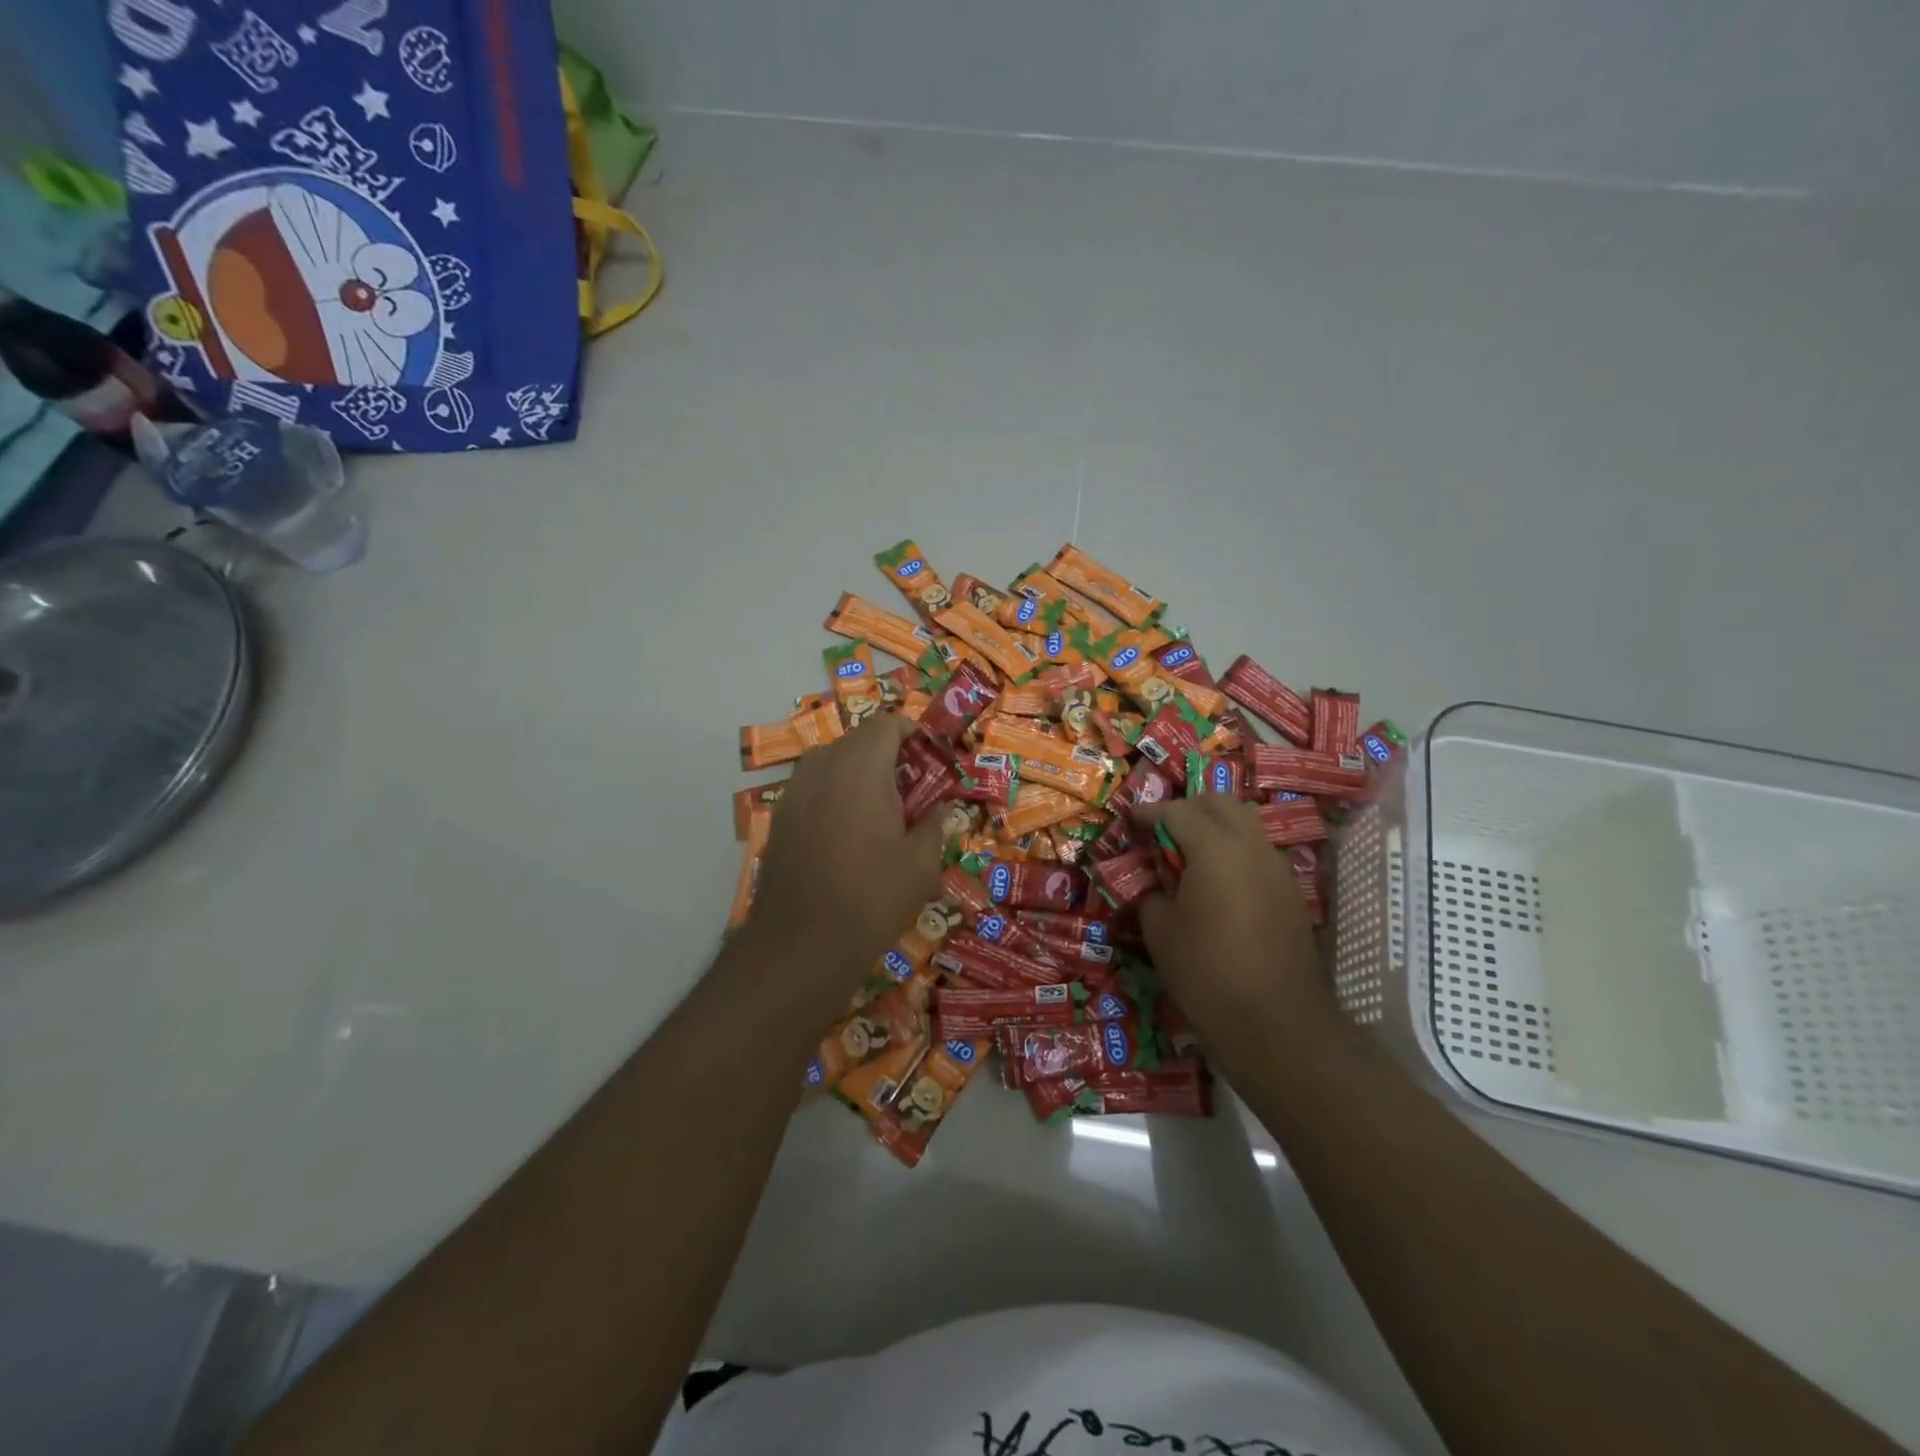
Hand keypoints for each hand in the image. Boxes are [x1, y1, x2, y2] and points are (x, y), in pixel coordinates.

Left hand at [737, 715, 944, 1012]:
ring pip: (833, 763)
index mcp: (860, 767)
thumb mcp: (921, 864)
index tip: (932, 759)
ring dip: (860, 775)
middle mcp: (822, 767)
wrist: (800, 945)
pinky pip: (814, 788)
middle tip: (912, 791)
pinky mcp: (779, 817)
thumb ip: (935, 824)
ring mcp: (794, 791)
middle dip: (889, 756)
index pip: (888, 724)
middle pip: (859, 741)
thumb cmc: (872, 898)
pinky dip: (836, 795)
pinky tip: (848, 835)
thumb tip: (939, 808)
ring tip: (881, 814)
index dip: (914, 733)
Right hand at [1133, 797, 1337, 1052]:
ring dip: (1213, 827)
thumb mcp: (1160, 930)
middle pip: (1219, 804)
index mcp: (1215, 847)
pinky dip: (1232, 851)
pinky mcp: (1290, 892)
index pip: (1176, 811)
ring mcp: (1277, 868)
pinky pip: (1257, 852)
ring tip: (1186, 854)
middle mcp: (1252, 846)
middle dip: (1186, 809)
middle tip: (1159, 831)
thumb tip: (1152, 880)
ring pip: (1244, 824)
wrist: (1277, 1025)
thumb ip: (1150, 891)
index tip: (1128, 819)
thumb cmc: (1207, 972)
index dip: (1148, 812)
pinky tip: (1215, 881)